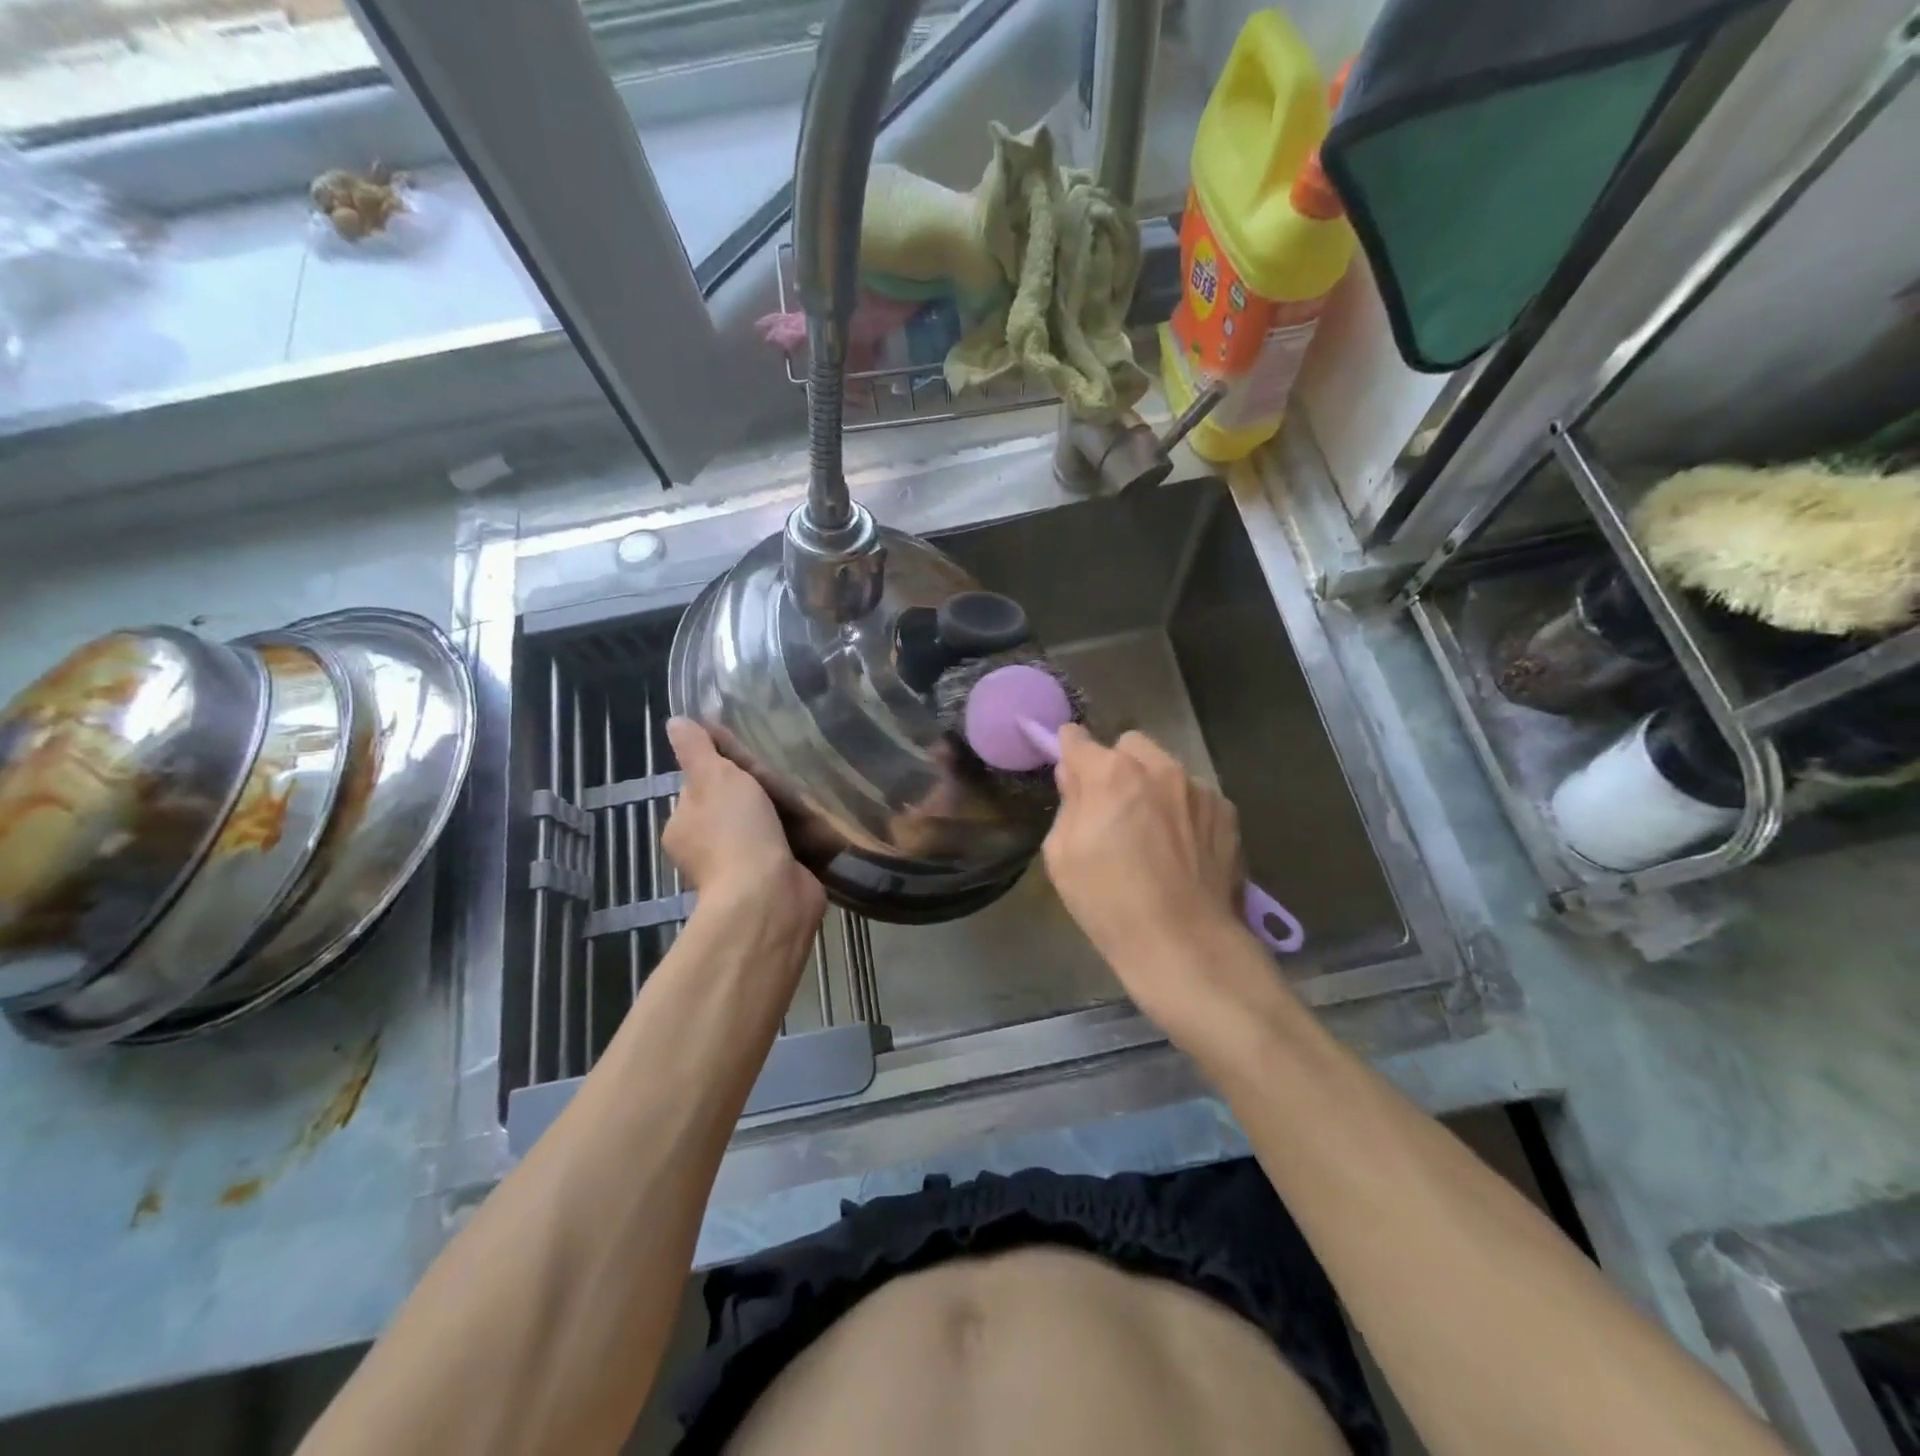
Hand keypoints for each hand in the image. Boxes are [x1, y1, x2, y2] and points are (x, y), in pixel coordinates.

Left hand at [663, 719, 824, 929]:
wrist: (770, 895)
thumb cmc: (735, 831)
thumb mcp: (713, 777)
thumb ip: (696, 749)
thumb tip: (674, 721)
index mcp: (683, 827)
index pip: (699, 788)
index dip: (722, 770)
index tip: (749, 756)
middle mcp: (707, 851)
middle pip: (734, 808)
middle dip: (757, 792)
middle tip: (785, 767)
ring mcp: (742, 870)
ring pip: (763, 828)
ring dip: (783, 814)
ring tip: (809, 788)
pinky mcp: (775, 881)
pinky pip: (789, 849)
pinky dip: (802, 837)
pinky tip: (821, 819)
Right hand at [1043, 726, 1277, 1044]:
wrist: (1185, 943)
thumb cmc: (1109, 903)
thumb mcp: (1063, 856)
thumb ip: (1068, 803)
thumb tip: (1074, 775)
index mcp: (1111, 774)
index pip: (1078, 739)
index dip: (1069, 751)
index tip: (1069, 769)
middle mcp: (1159, 767)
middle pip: (1129, 745)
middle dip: (1117, 765)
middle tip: (1113, 807)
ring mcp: (1198, 787)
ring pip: (1166, 768)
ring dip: (1154, 786)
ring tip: (1153, 834)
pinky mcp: (1227, 811)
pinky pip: (1194, 795)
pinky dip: (1184, 809)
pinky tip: (1182, 848)